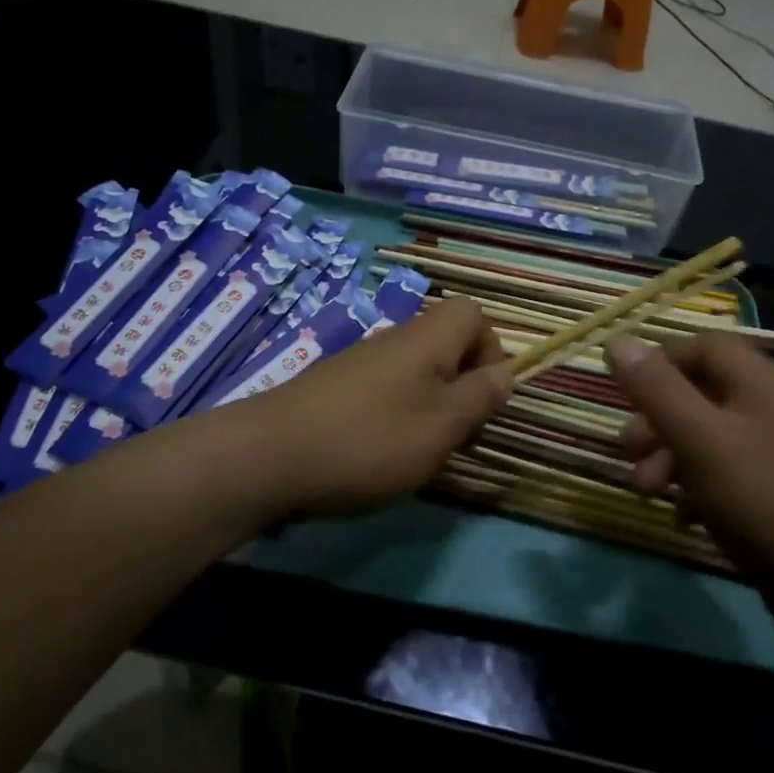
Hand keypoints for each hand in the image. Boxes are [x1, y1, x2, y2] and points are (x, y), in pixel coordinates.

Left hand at [249, 298, 510, 518]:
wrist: (267, 458)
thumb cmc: (370, 439)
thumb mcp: (443, 424)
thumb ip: (481, 396)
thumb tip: (506, 372)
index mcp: (427, 338)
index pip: (473, 314)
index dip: (491, 350)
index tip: (484, 397)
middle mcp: (394, 340)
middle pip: (446, 345)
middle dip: (463, 388)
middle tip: (458, 435)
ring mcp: (359, 364)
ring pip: (416, 374)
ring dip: (431, 408)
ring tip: (421, 453)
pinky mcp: (334, 390)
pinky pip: (384, 393)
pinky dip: (395, 419)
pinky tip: (379, 456)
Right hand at [605, 332, 773, 613]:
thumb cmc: (765, 499)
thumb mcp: (699, 438)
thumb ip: (656, 389)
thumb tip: (618, 340)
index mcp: (760, 381)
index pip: (703, 346)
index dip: (659, 362)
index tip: (624, 393)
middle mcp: (773, 407)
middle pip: (701, 394)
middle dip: (656, 421)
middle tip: (628, 452)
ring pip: (709, 438)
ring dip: (670, 458)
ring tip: (647, 493)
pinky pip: (727, 475)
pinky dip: (697, 489)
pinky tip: (683, 518)